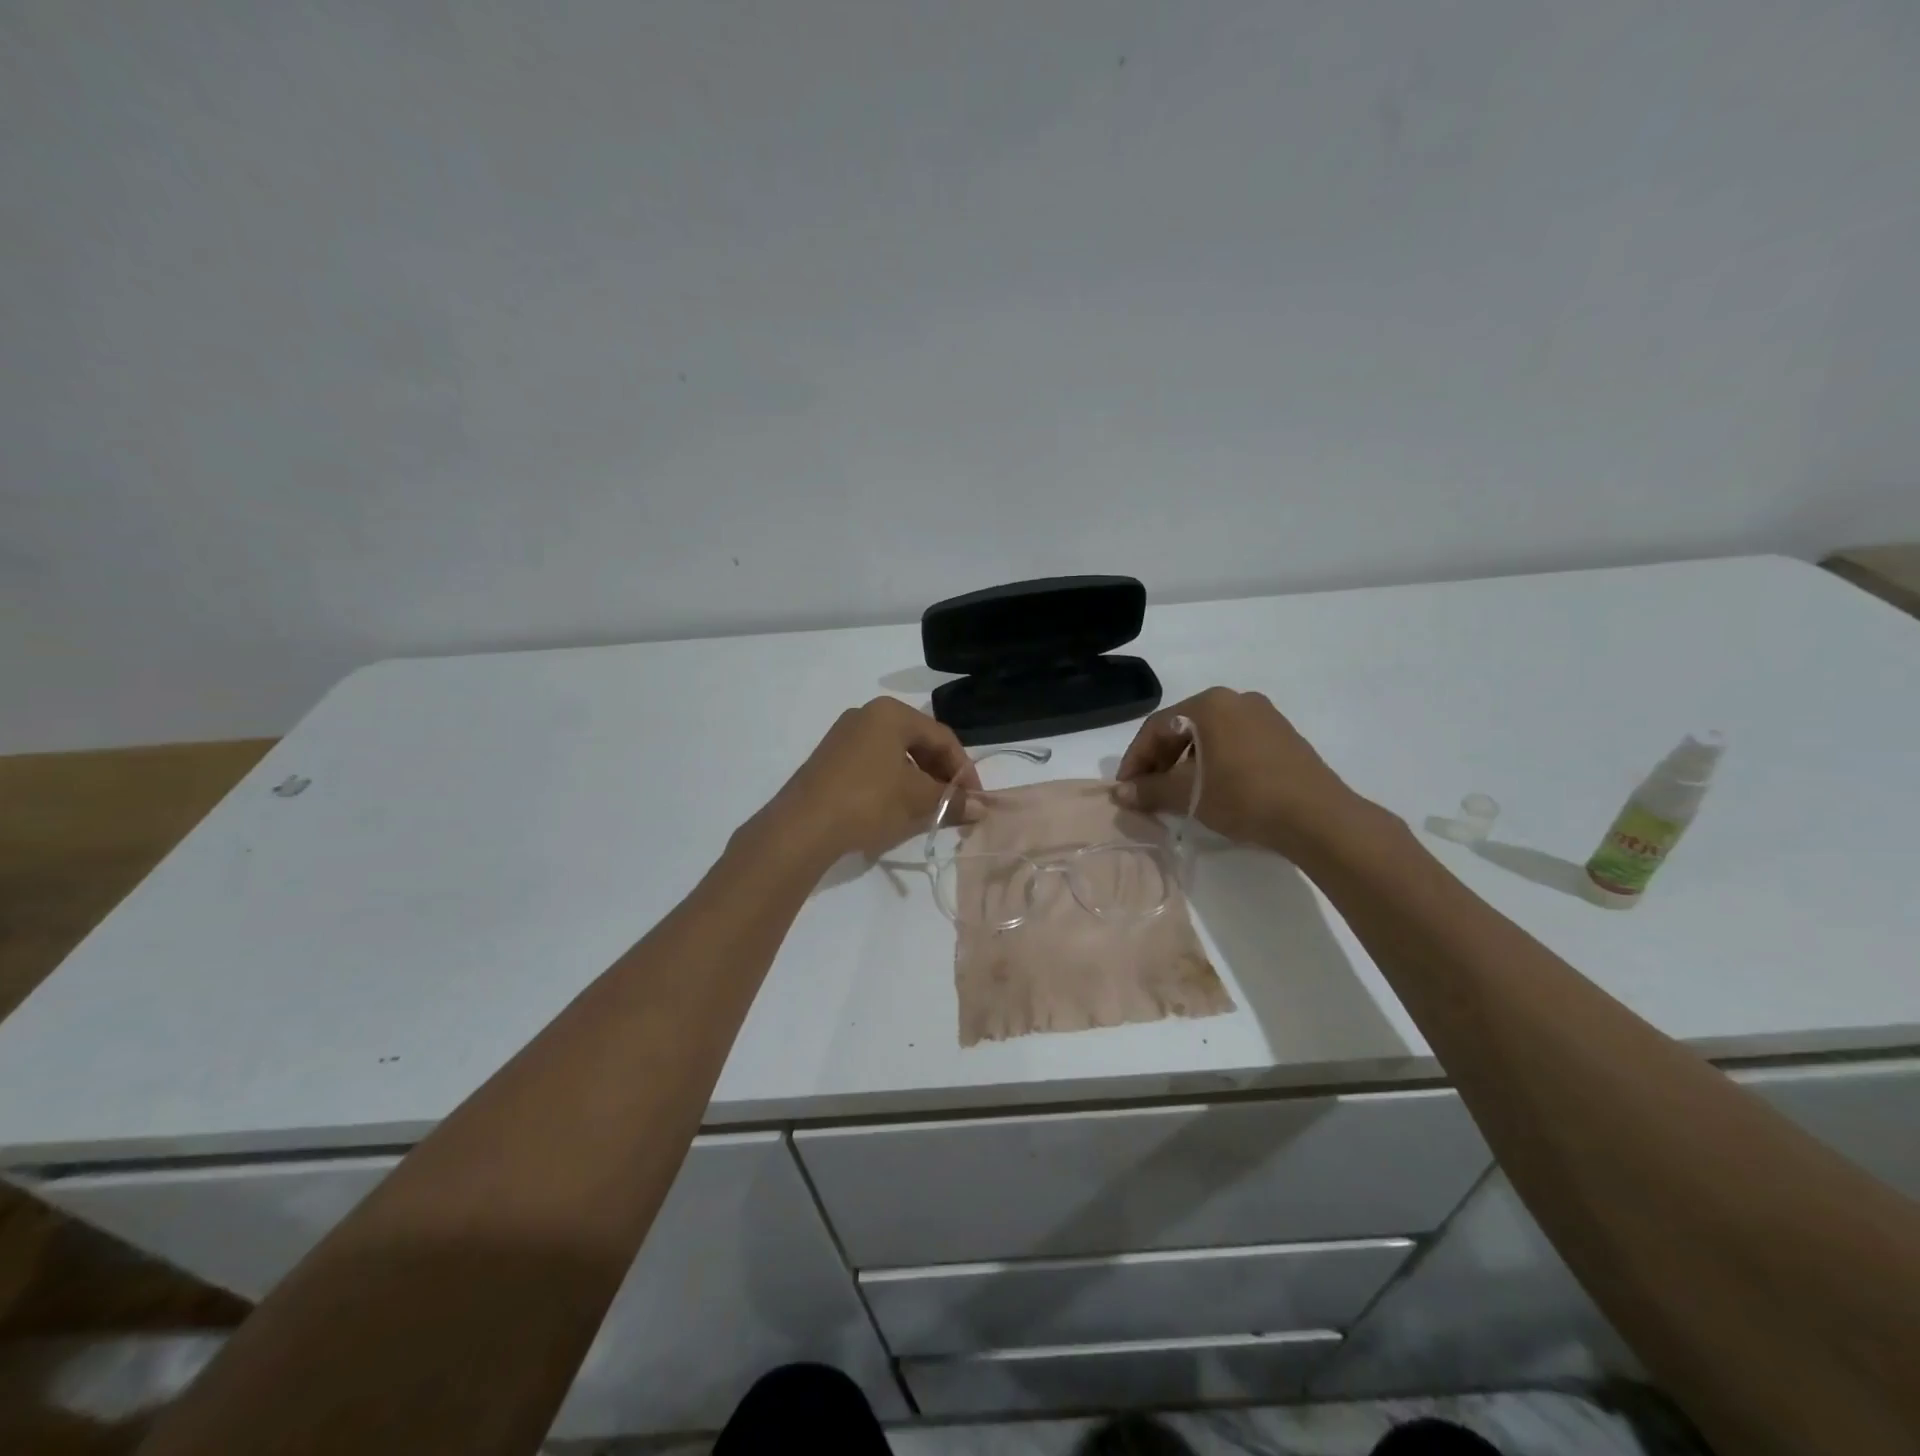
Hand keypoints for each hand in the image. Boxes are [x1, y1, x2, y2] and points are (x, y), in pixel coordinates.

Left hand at [760, 698, 977, 863]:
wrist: (802, 826)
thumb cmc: (868, 801)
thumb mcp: (917, 800)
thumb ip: (952, 800)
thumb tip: (981, 808)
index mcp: (891, 713)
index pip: (942, 737)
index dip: (964, 769)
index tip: (975, 799)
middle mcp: (867, 715)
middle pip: (918, 742)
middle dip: (941, 775)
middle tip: (954, 804)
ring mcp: (844, 736)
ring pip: (896, 755)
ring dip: (919, 780)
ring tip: (929, 809)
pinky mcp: (830, 759)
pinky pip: (874, 764)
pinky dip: (894, 783)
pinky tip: (898, 808)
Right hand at [1116, 687, 1360, 856]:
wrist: (1317, 817)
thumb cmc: (1244, 796)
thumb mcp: (1188, 795)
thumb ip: (1150, 790)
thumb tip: (1120, 793)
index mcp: (1210, 704)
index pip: (1157, 727)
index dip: (1136, 758)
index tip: (1126, 787)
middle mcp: (1237, 699)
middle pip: (1183, 728)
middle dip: (1160, 760)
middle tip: (1149, 791)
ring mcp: (1264, 716)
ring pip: (1210, 736)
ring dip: (1186, 763)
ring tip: (1179, 793)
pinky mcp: (1283, 736)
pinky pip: (1235, 743)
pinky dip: (1214, 762)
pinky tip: (1213, 788)